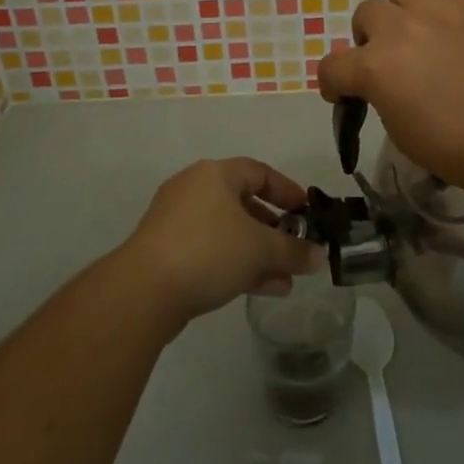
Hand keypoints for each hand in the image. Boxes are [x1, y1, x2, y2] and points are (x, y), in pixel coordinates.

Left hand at [117, 158, 322, 327]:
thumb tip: (319, 255)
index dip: (287, 191)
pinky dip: (236, 264)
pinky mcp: (166, 251)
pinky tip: (262, 289)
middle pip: (243, 203)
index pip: (259, 172)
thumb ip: (293, 250)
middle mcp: (194, 189)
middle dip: (273, 228)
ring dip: (258, 252)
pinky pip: (211, 250)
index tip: (307, 212)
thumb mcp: (260, 249)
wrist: (144, 291)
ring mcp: (177, 221)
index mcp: (215, 174)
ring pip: (228, 231)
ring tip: (285, 278)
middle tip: (295, 247)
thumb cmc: (208, 251)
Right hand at [315, 0, 463, 201]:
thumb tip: (383, 84)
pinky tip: (441, 16)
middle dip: (368, 40)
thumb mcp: (403, 134)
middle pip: (365, 15)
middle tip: (387, 63)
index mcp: (376, 68)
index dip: (332, 83)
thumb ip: (381, 97)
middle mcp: (400, 28)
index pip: (333, 66)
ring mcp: (437, 10)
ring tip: (413, 28)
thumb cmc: (461, 150)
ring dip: (398, 6)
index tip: (341, 95)